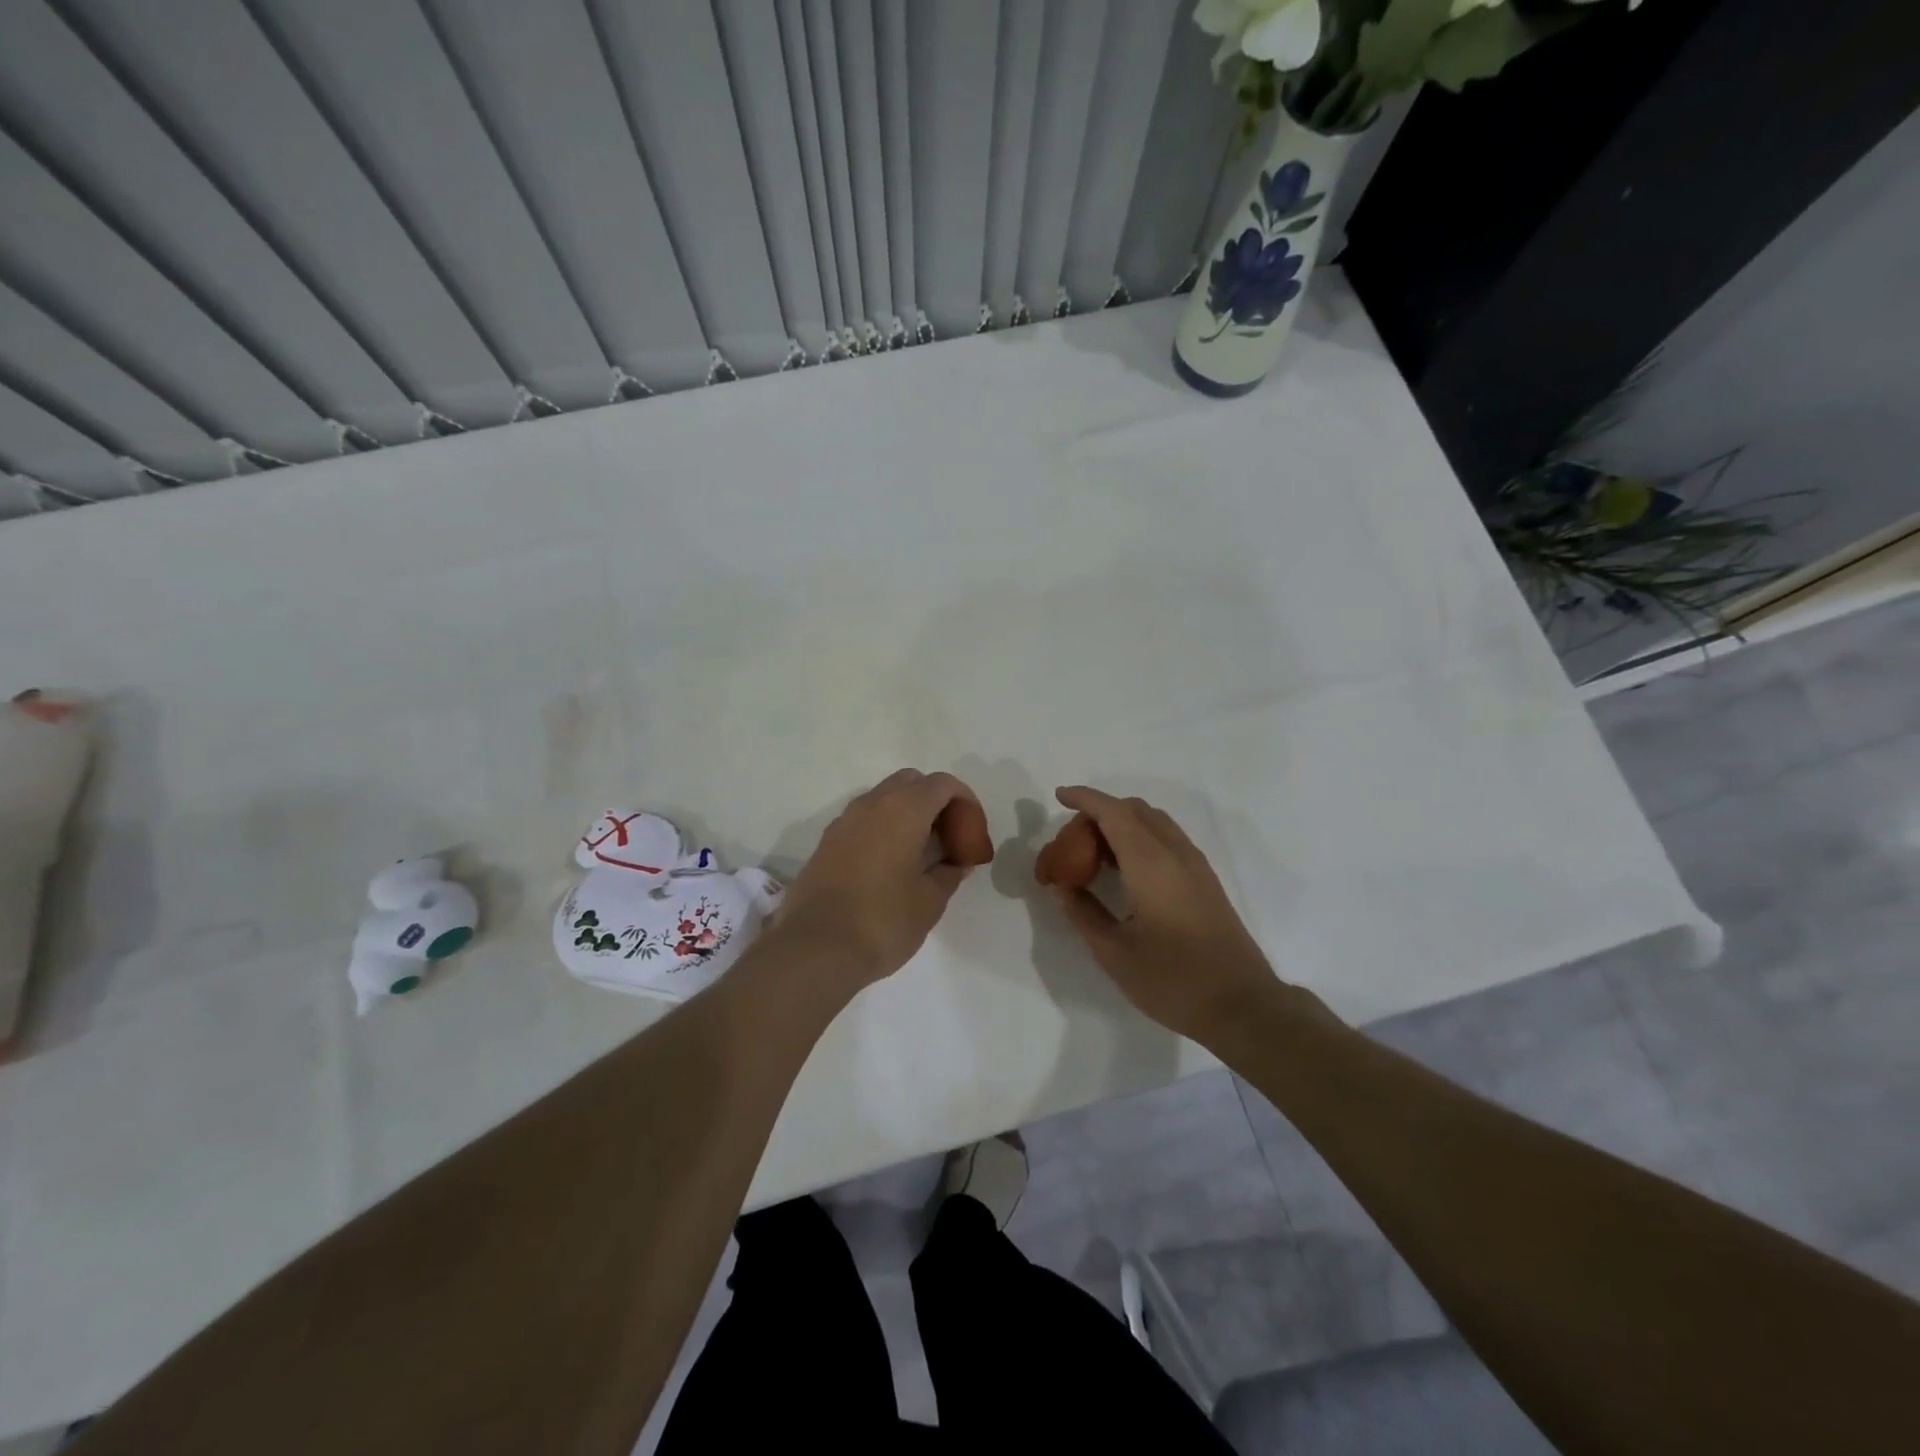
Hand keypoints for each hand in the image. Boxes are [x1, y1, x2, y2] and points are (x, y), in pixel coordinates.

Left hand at [771, 769, 990, 991]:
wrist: (814, 949)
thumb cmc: (882, 921)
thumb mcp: (930, 901)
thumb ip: (949, 873)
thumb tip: (955, 862)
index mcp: (903, 809)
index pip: (943, 784)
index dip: (965, 803)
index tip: (971, 834)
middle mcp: (871, 804)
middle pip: (911, 782)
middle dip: (935, 802)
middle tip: (948, 838)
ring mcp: (844, 821)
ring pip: (884, 798)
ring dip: (907, 814)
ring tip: (921, 854)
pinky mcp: (826, 842)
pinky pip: (863, 820)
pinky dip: (883, 828)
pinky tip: (890, 866)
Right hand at [1046, 785, 1279, 1046]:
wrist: (1242, 1006)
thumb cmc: (1173, 981)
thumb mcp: (1115, 953)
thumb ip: (1084, 913)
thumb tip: (1061, 888)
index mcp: (1151, 864)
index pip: (1113, 812)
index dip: (1084, 798)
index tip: (1059, 796)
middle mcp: (1176, 853)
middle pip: (1135, 810)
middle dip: (1101, 812)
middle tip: (1073, 841)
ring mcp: (1196, 866)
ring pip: (1155, 822)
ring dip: (1123, 824)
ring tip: (1096, 854)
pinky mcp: (1206, 881)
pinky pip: (1167, 839)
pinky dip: (1141, 838)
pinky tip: (1126, 871)